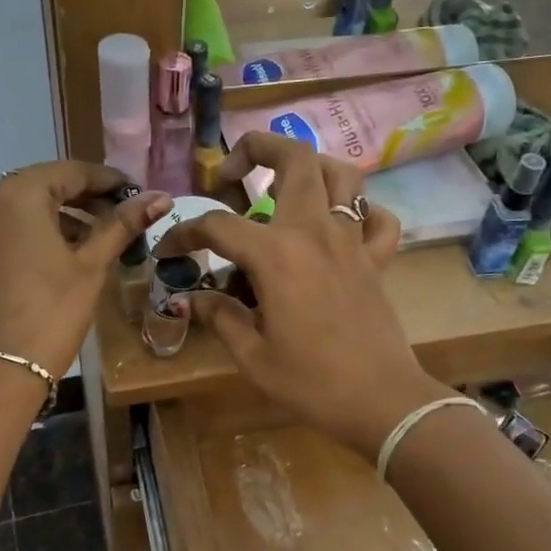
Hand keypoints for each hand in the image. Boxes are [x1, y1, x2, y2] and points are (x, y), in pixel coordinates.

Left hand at [0, 162, 170, 381]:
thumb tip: (160, 196)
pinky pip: (12, 227)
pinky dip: (41, 231)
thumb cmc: (51, 311)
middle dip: (87, 198)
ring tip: (102, 238)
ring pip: (28, 206)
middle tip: (124, 216)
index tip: (139, 195)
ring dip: (65, 215)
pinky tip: (68, 254)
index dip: (109, 180)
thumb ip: (122, 225)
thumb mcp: (91, 265)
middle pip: (47, 184)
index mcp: (18, 195)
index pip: (71, 171)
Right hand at [153, 134, 453, 457]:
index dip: (185, 233)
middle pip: (294, 158)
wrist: (381, 401)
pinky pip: (377, 218)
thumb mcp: (252, 355)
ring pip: (342, 174)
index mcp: (276, 254)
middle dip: (256, 148)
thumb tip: (191, 298)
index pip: (218, 225)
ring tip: (283, 189)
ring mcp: (352, 241)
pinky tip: (339, 227)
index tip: (169, 251)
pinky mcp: (377, 260)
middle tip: (230, 174)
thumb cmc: (311, 381)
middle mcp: (315, 232)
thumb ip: (220, 317)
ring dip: (310, 168)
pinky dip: (360, 211)